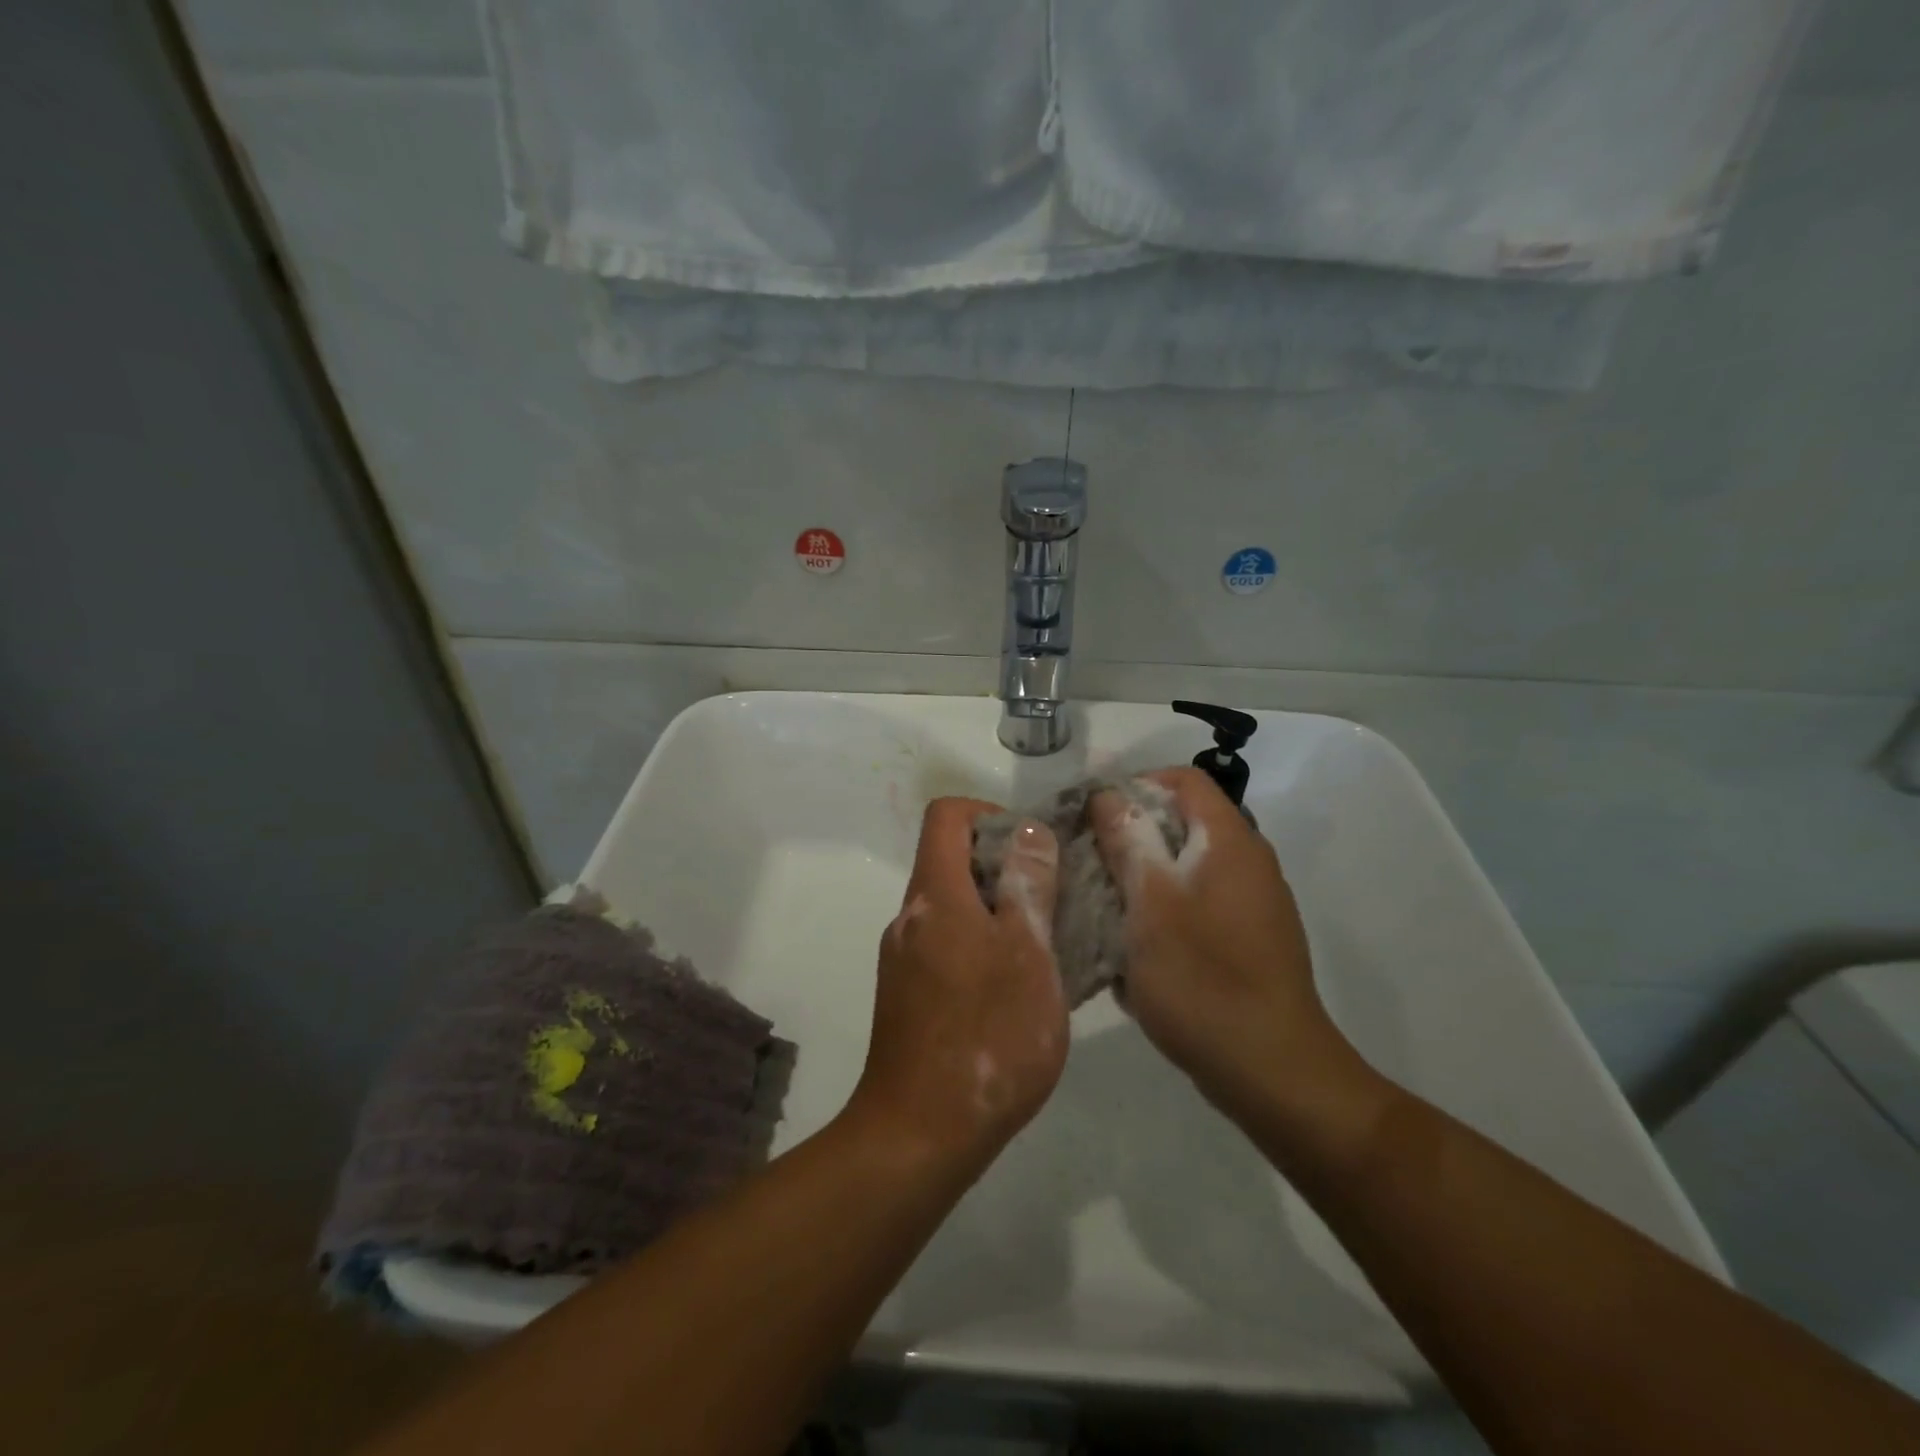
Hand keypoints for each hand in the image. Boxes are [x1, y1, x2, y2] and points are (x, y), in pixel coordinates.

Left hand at [847, 797, 1065, 1170]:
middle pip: (951, 861)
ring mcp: (904, 959)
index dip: (990, 815)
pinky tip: (1018, 992)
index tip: (1032, 850)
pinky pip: (947, 947)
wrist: (921, 1133)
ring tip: (1046, 950)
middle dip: (1005, 868)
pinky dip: (983, 948)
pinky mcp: (908, 996)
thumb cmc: (987, 1035)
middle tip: (1054, 903)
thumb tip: (1028, 831)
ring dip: (999, 913)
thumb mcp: (1028, 953)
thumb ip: (1029, 885)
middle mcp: (910, 917)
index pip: (947, 815)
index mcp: (934, 895)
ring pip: (954, 908)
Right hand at [1090, 768, 1347, 1115]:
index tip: (1093, 816)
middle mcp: (1249, 861)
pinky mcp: (1251, 940)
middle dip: (1132, 835)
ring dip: (1144, 876)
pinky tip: (1137, 948)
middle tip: (1089, 862)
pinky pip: (1199, 904)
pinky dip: (1165, 911)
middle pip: (1185, 822)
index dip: (1136, 784)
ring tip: (1104, 906)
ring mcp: (1254, 903)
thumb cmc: (1203, 978)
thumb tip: (1110, 795)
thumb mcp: (1150, 903)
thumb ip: (1129, 840)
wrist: (1272, 1071)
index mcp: (1230, 841)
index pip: (1184, 779)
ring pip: (1188, 866)